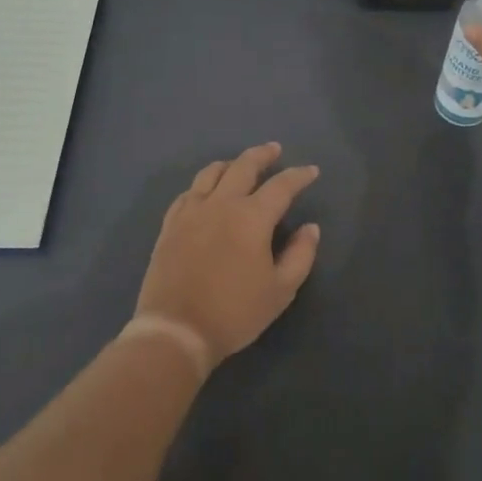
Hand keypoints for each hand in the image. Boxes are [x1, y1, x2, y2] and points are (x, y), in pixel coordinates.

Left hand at [133, 143, 320, 369]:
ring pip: (212, 173)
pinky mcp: (171, 224)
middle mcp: (222, 203)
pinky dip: (203, 184)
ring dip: (231, 164)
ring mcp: (192, 211)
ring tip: (239, 164)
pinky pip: (188, 192)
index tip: (311, 171)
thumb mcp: (280, 291)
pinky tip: (206, 190)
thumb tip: (310, 228)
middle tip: (274, 149)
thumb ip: (300, 255)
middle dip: (262, 155)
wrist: (176, 330)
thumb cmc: (234, 313)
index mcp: (252, 217)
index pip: (281, 185)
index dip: (299, 176)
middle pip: (244, 166)